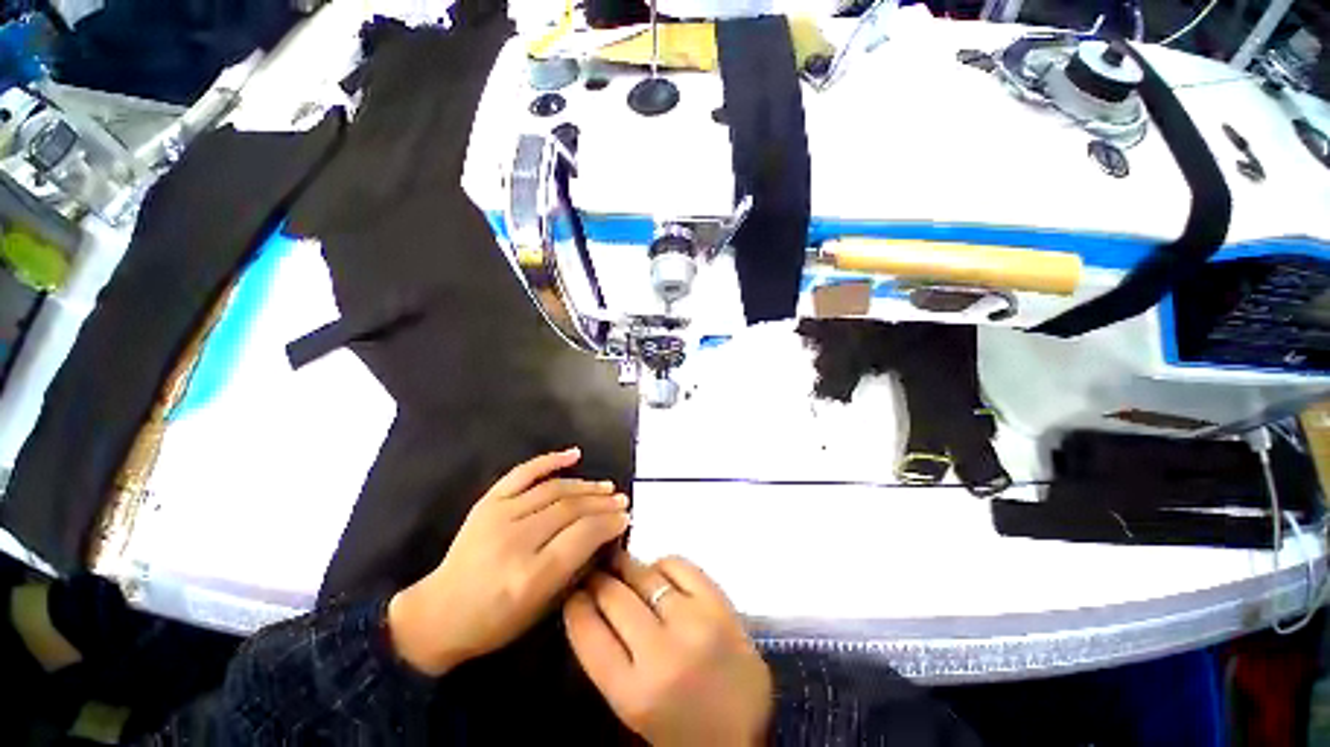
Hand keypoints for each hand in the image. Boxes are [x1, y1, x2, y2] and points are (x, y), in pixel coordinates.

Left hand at [388, 448, 628, 675]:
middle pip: (571, 509)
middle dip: (602, 503)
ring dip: (586, 485)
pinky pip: (524, 472)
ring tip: (606, 486)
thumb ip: (575, 568)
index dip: (609, 523)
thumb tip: (605, 534)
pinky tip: (575, 455)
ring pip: (554, 489)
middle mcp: (515, 541)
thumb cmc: (494, 622)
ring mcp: (498, 516)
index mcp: (530, 576)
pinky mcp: (487, 502)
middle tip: (621, 500)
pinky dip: (551, 460)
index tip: (626, 518)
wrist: (438, 615)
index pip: (582, 535)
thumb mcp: (542, 608)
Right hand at [564, 552, 772, 745]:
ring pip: (645, 574)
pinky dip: (662, 564)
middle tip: (594, 571)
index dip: (575, 603)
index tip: (573, 590)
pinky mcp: (719, 603)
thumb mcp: (631, 706)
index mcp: (633, 693)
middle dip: (598, 579)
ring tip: (621, 566)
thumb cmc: (679, 727)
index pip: (587, 631)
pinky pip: (679, 565)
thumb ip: (609, 656)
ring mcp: (694, 622)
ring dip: (627, 567)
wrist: (747, 733)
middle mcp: (662, 654)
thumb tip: (591, 601)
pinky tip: (659, 573)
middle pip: (614, 596)